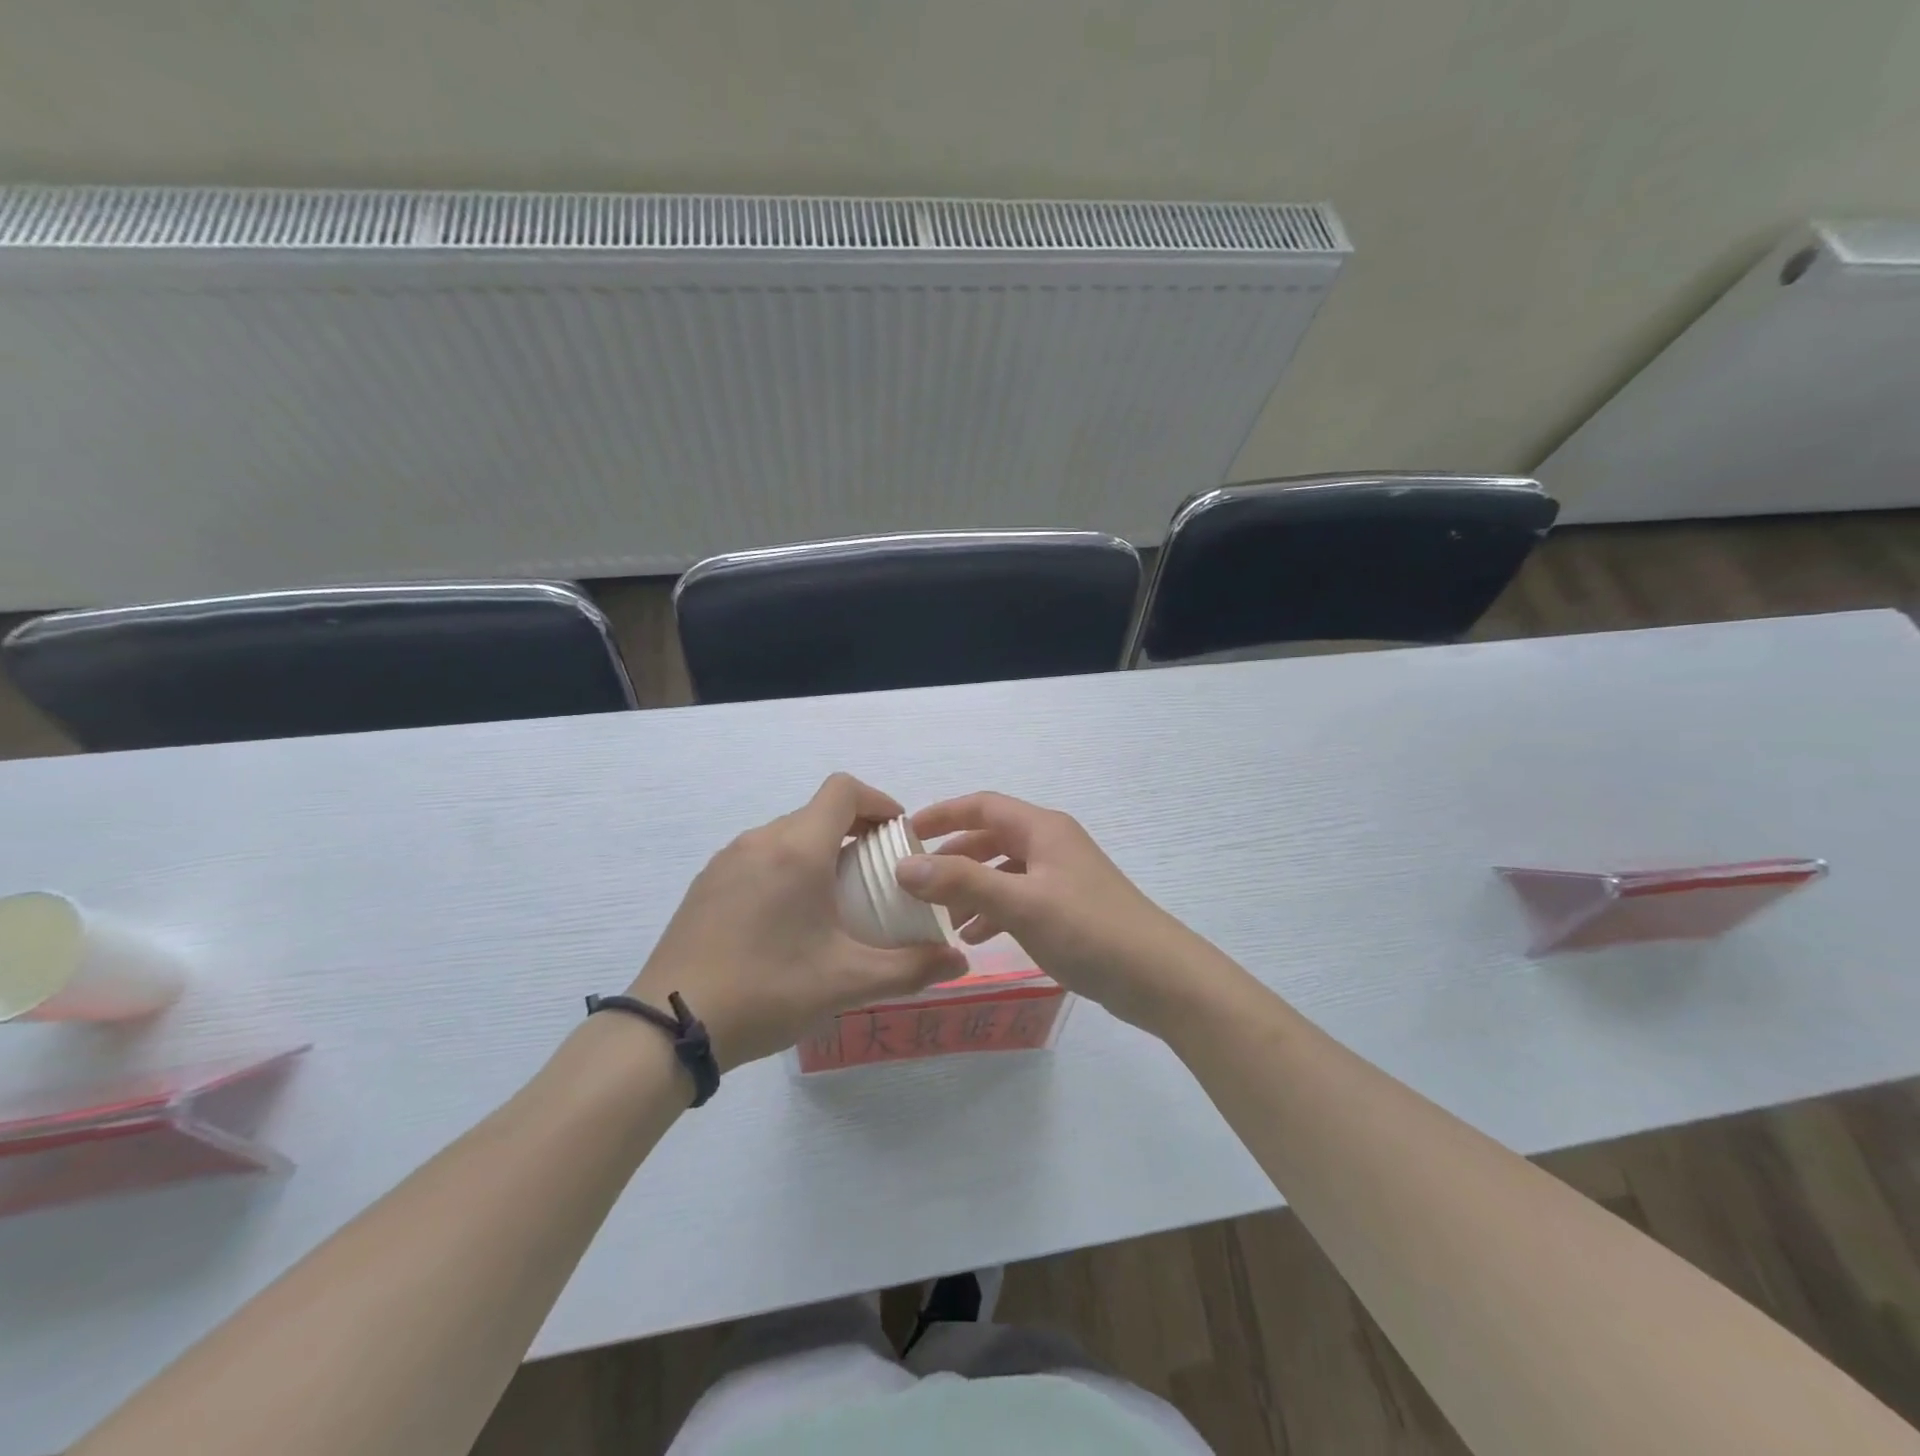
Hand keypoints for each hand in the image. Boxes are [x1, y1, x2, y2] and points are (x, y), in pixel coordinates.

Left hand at [629, 775, 967, 1069]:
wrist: (669, 1025)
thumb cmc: (767, 990)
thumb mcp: (846, 982)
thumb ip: (911, 968)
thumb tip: (959, 962)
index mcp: (797, 849)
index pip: (844, 790)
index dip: (879, 801)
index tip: (899, 834)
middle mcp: (760, 841)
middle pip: (817, 813)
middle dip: (855, 832)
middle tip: (878, 875)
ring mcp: (726, 861)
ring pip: (787, 835)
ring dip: (820, 851)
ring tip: (837, 900)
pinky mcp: (706, 884)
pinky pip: (759, 857)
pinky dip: (787, 868)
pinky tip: (789, 920)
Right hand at [896, 792, 1221, 1035]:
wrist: (1158, 977)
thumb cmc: (1088, 930)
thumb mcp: (1020, 904)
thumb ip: (961, 882)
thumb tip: (904, 865)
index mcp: (1041, 829)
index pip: (981, 806)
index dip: (941, 814)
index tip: (903, 833)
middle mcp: (1051, 844)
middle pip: (990, 837)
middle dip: (951, 856)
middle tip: (914, 880)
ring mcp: (1061, 876)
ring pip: (1002, 871)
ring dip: (969, 888)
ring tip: (938, 917)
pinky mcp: (1068, 907)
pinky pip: (1018, 898)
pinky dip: (993, 911)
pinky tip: (975, 938)